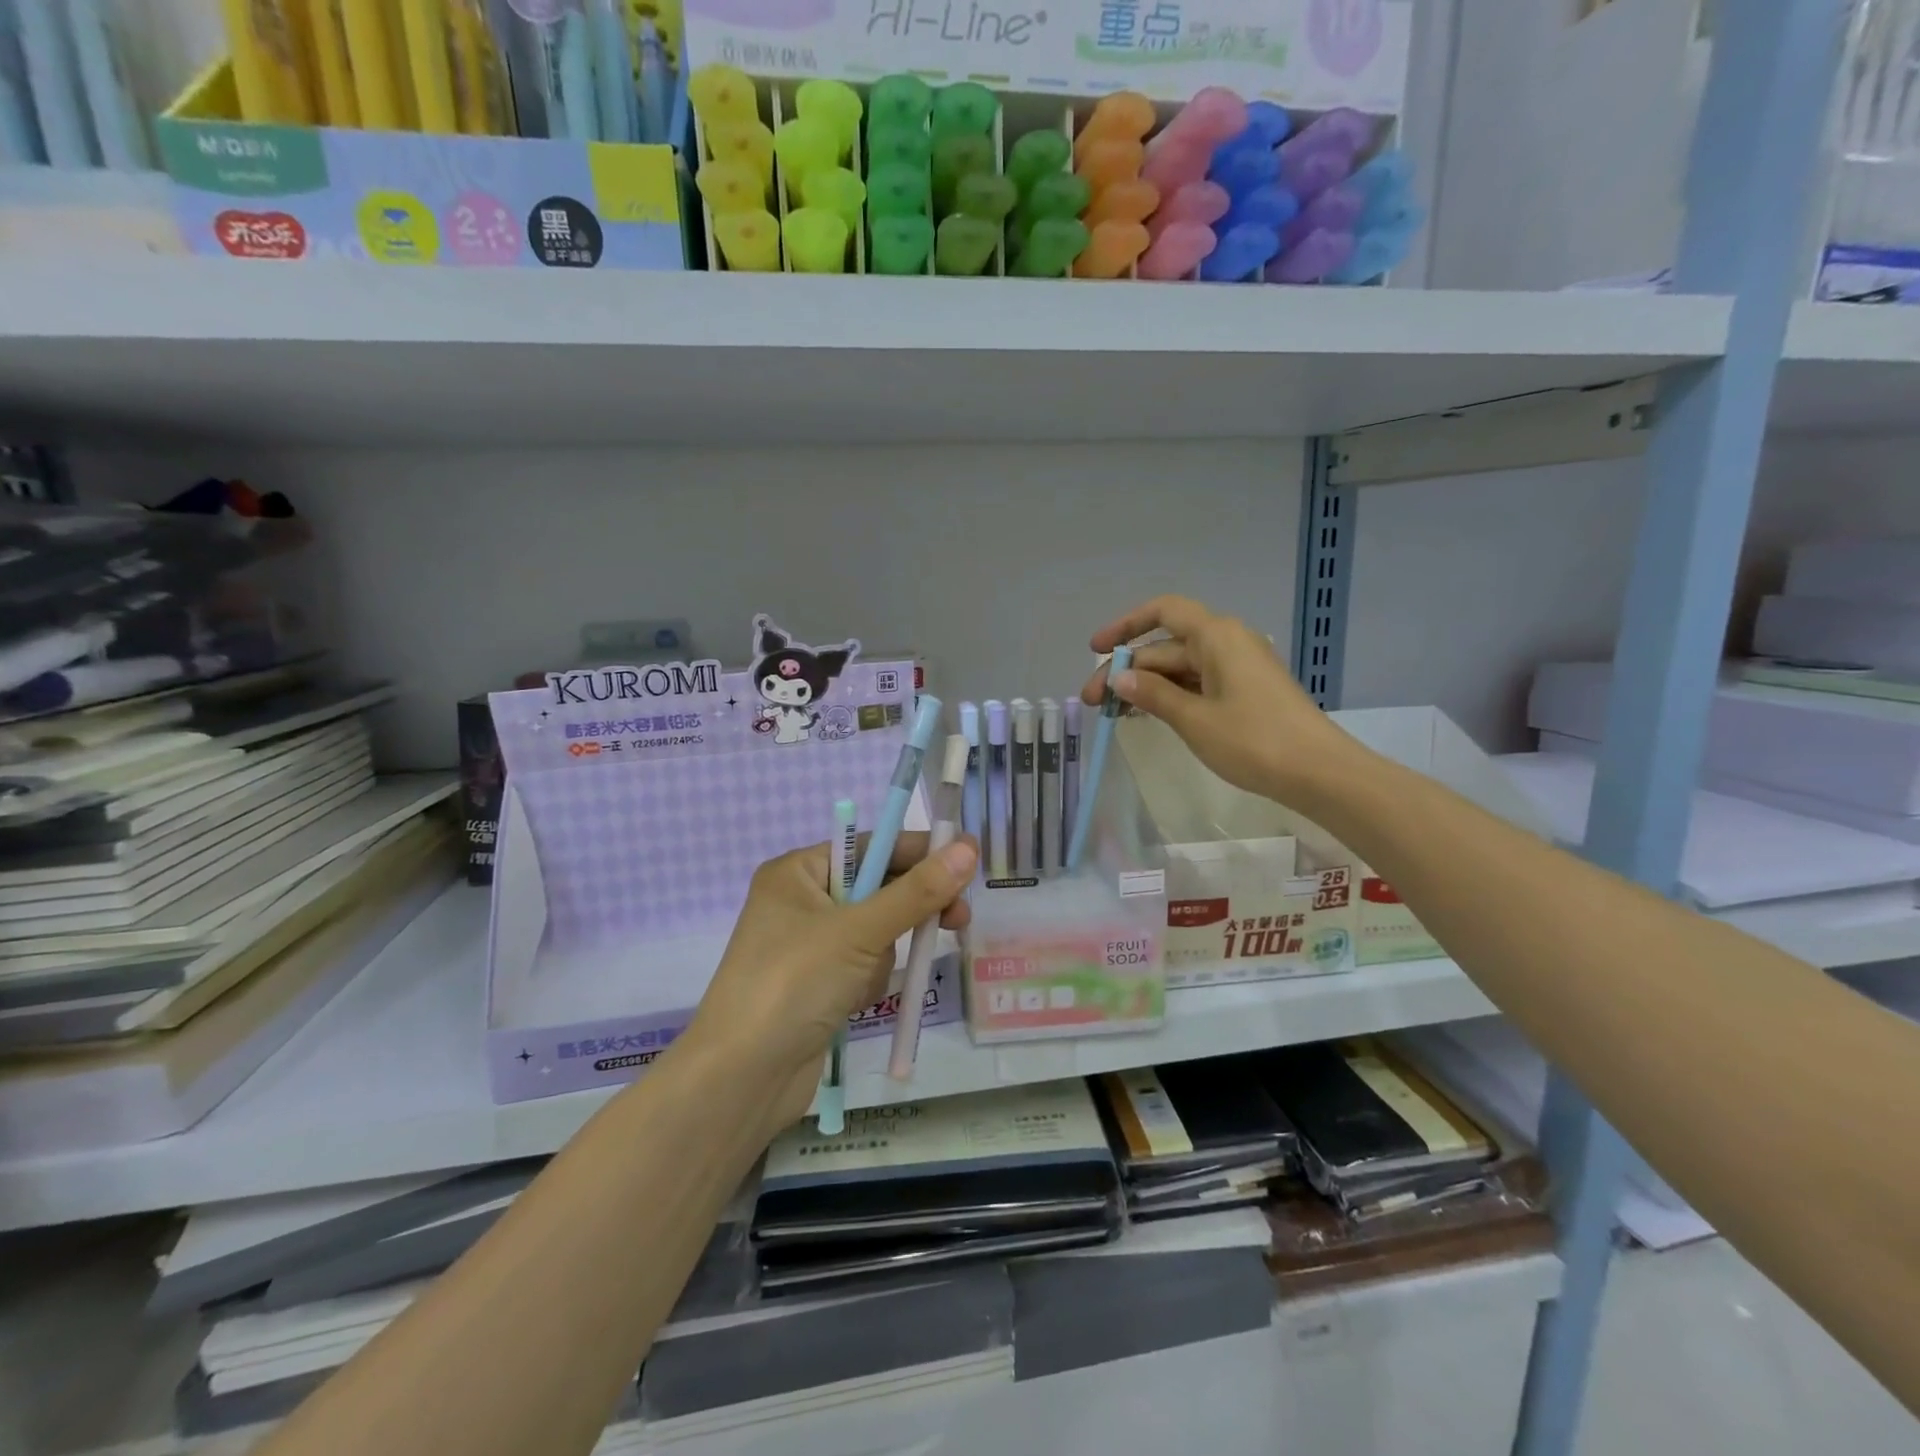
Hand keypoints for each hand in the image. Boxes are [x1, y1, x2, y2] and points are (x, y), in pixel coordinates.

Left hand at [687, 833, 977, 1130]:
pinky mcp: (816, 984)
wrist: (742, 1079)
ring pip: (875, 931)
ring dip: (882, 955)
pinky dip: (868, 980)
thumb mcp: (859, 931)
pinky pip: (862, 965)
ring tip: (865, 981)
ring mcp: (807, 945)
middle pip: (876, 888)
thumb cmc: (794, 984)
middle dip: (909, 910)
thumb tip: (968, 847)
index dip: (918, 851)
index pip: (870, 846)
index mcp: (797, 872)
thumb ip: (917, 891)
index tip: (967, 859)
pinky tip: (853, 1003)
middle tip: (958, 919)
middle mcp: (800, 901)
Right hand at [1080, 595, 1357, 801]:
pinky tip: (1149, 715)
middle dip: (1128, 670)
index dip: (1125, 626)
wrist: (1320, 773)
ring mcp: (1239, 667)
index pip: (1163, 611)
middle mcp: (1227, 642)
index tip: (1096, 651)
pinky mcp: (1246, 691)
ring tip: (1114, 712)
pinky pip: (1198, 683)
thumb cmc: (1254, 740)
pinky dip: (1171, 695)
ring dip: (1147, 685)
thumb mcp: (1194, 719)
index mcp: (1216, 636)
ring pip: (1181, 667)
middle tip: (1094, 703)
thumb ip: (1153, 694)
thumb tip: (1120, 677)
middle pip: (1166, 646)